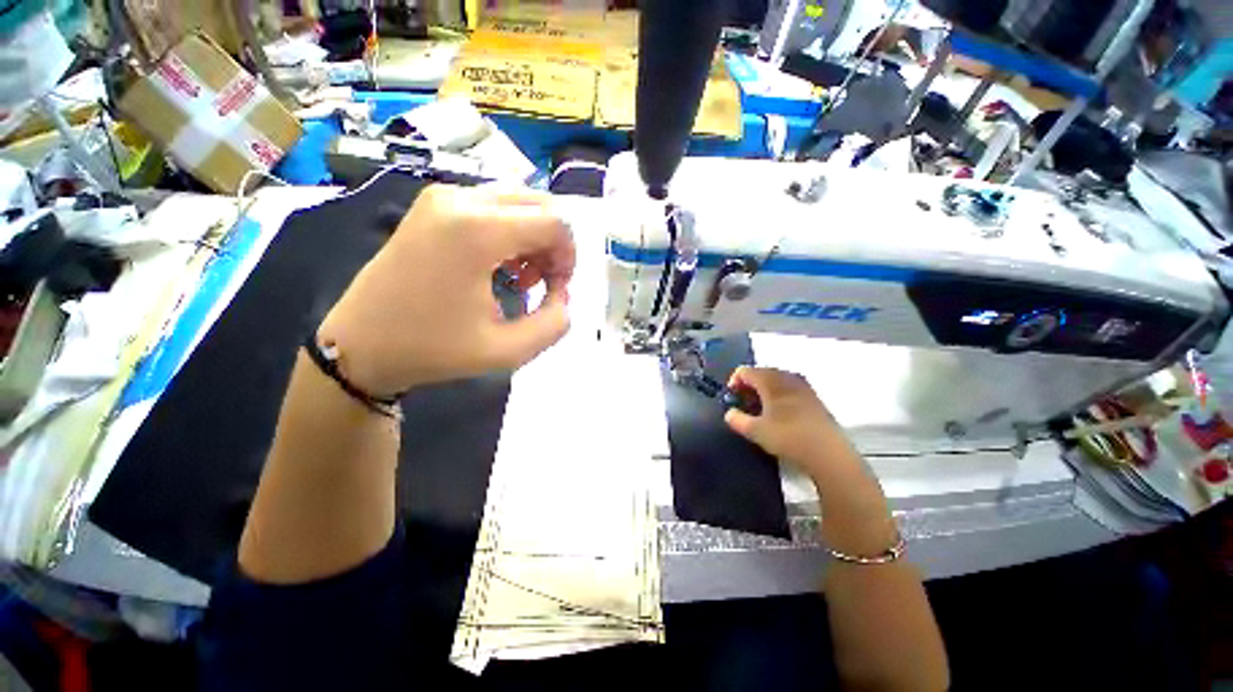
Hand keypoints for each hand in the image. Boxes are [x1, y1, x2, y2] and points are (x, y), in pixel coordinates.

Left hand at [317, 185, 574, 394]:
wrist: (359, 344)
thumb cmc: (433, 349)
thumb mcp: (507, 350)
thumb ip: (554, 323)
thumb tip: (564, 295)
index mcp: (477, 231)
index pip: (555, 222)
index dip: (568, 256)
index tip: (557, 289)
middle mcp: (461, 200)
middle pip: (539, 204)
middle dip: (553, 244)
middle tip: (545, 282)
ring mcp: (442, 197)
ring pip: (518, 202)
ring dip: (533, 238)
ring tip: (522, 277)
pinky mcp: (433, 205)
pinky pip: (493, 206)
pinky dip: (511, 232)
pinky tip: (501, 266)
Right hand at [723, 367, 862, 486]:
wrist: (828, 453)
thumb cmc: (788, 437)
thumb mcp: (756, 431)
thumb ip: (737, 420)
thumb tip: (729, 414)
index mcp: (770, 380)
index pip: (744, 371)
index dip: (733, 382)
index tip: (732, 398)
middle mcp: (786, 377)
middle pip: (761, 373)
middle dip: (748, 386)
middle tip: (743, 403)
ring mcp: (803, 386)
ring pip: (776, 380)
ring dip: (764, 390)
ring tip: (759, 409)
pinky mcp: (814, 397)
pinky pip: (789, 388)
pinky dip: (779, 395)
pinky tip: (778, 413)